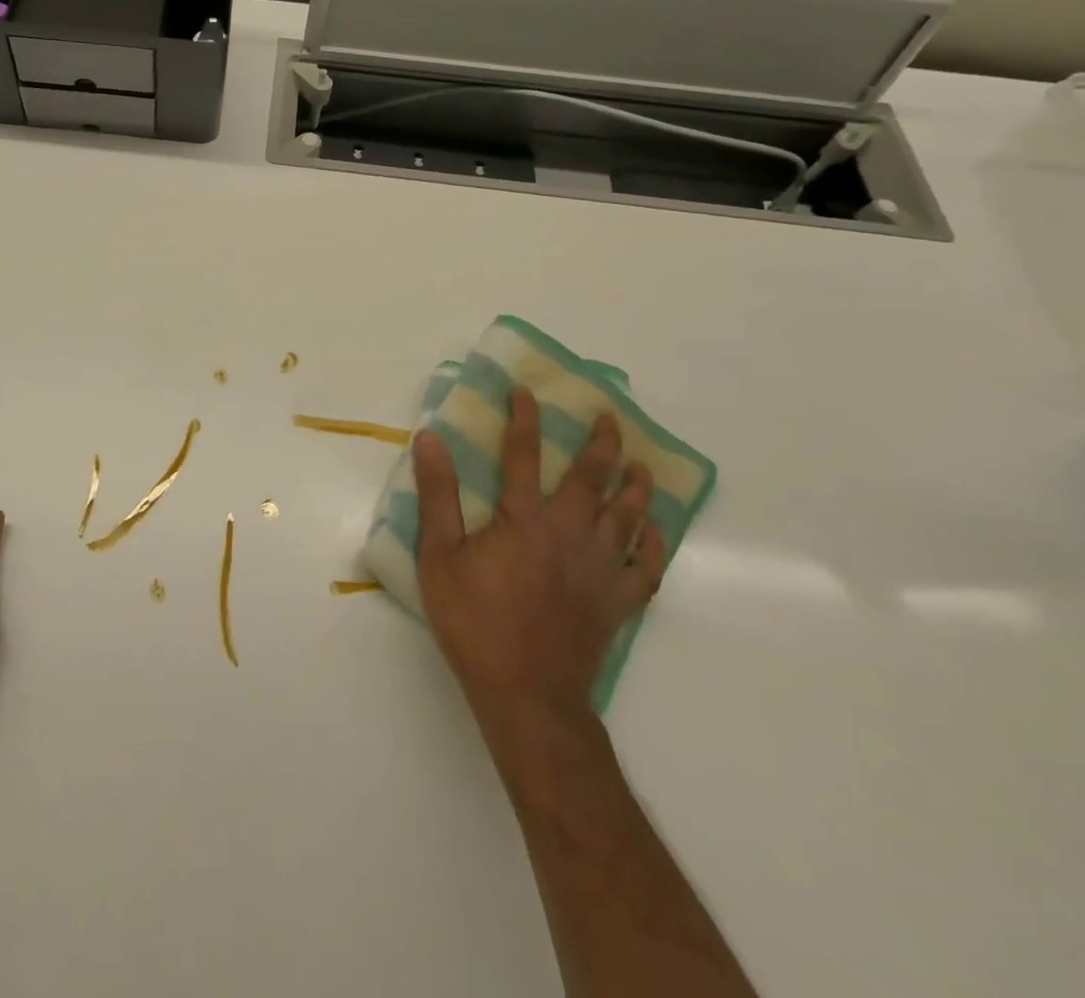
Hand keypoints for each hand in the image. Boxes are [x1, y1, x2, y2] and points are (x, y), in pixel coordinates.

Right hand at [412, 390, 666, 720]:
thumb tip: (431, 438)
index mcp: (525, 518)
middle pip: (591, 477)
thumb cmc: (475, 620)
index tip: (527, 391)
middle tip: (609, 417)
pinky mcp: (617, 602)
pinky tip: (654, 531)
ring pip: (627, 516)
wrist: (526, 693)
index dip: (525, 419)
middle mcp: (570, 532)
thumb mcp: (439, 555)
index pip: (524, 454)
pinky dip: (653, 546)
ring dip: (634, 486)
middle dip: (600, 443)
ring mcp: (600, 568)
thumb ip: (438, 495)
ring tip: (639, 465)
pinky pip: (645, 568)